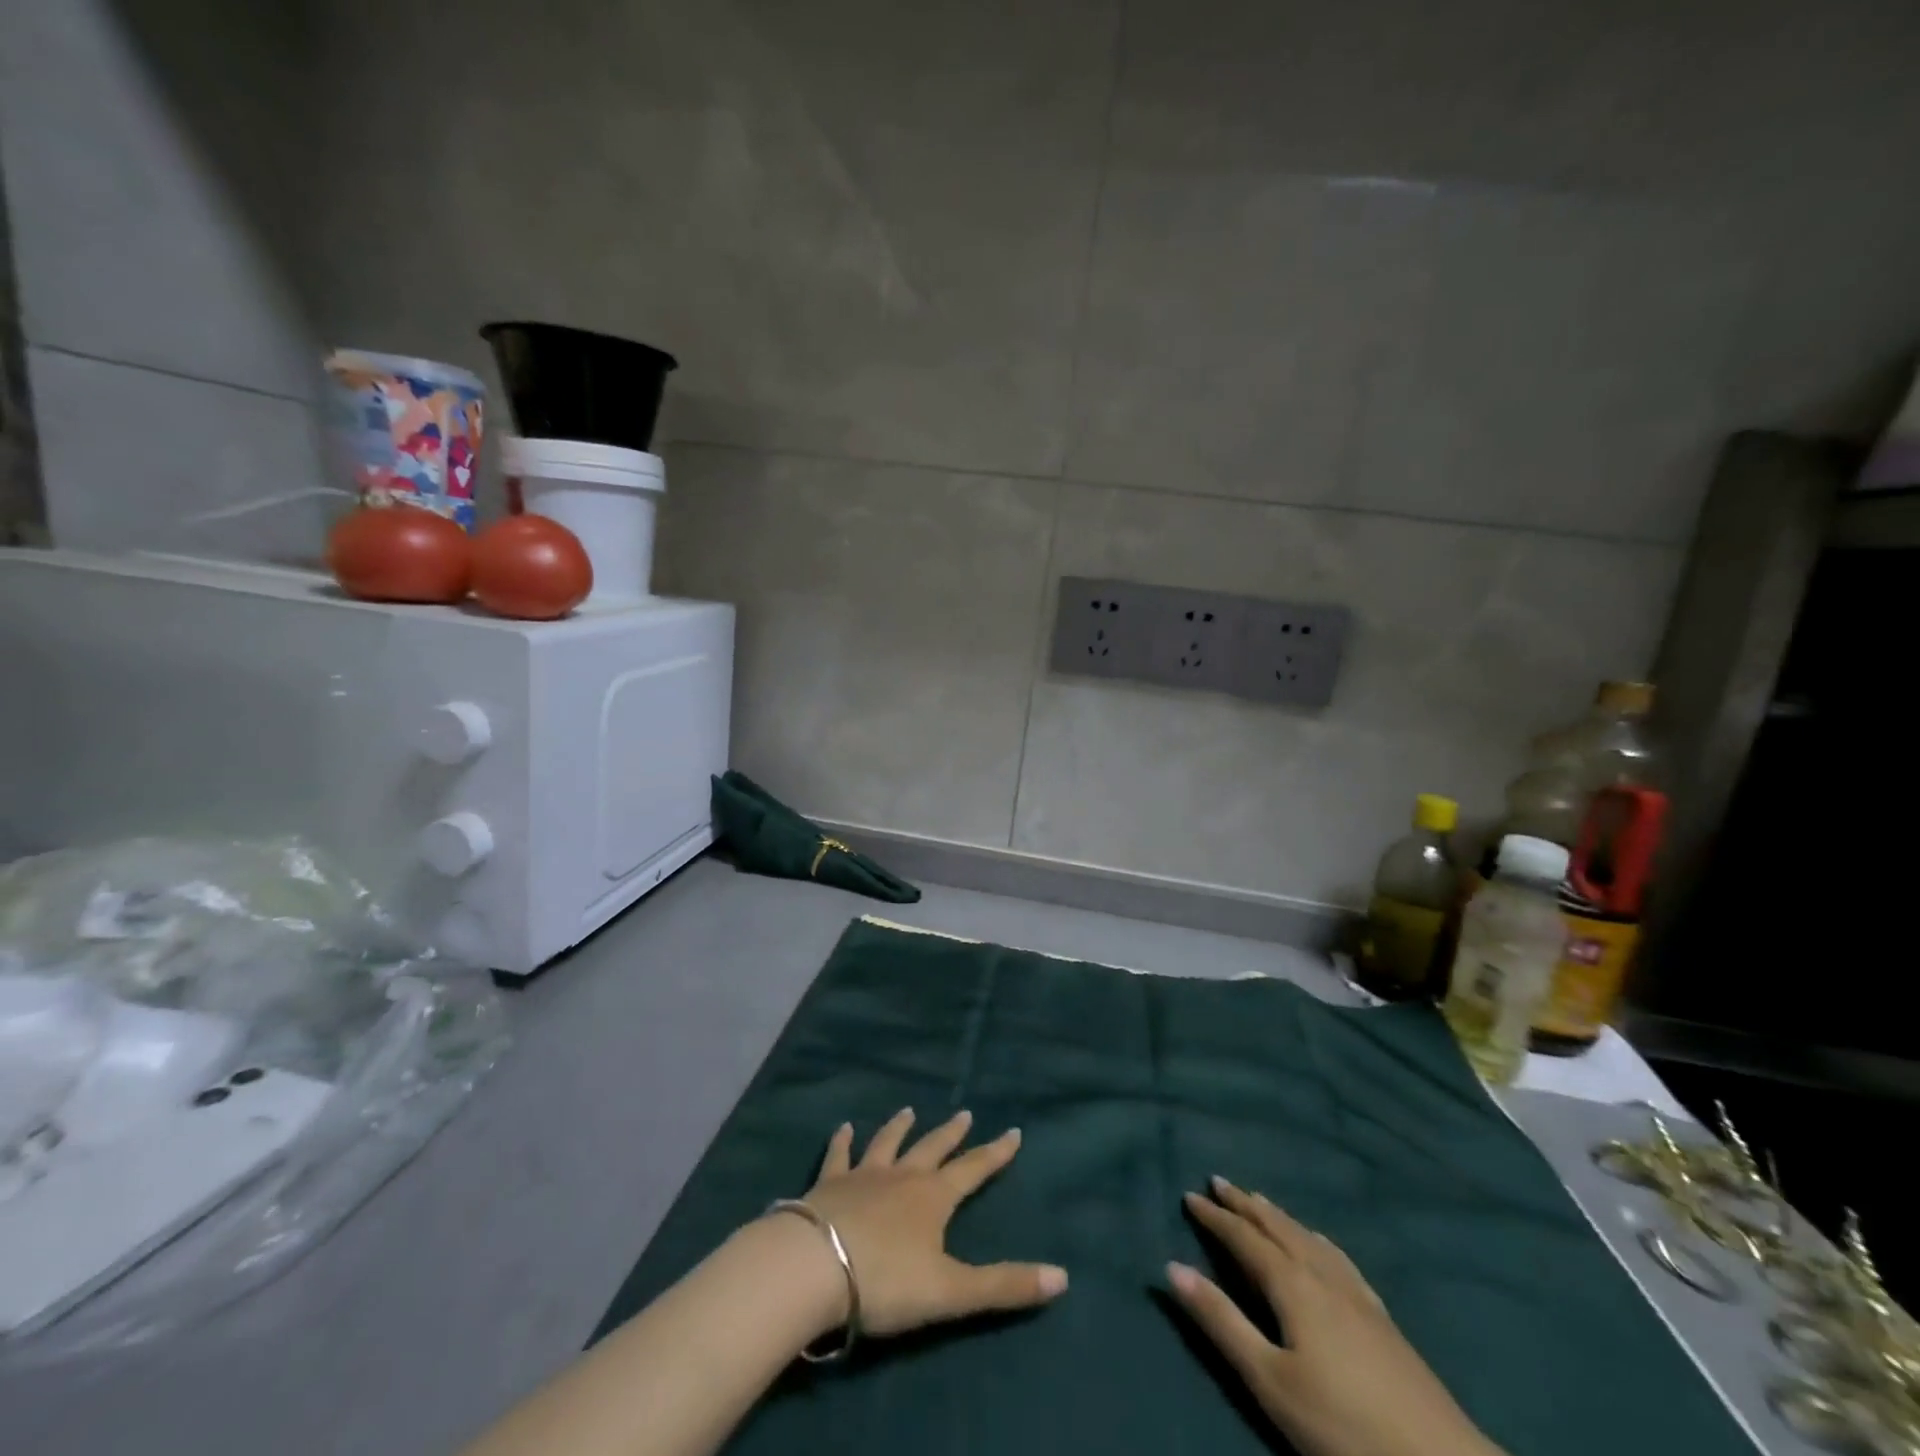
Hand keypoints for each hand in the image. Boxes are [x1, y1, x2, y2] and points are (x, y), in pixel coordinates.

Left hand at [786, 1107, 1068, 1337]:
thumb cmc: (887, 1281)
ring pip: (887, 1143)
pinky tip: (843, 1127)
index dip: (995, 1153)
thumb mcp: (952, 1291)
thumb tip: (1063, 1277)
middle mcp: (902, 1176)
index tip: (1013, 1131)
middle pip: (932, 1148)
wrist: (815, 1267)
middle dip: (951, 1133)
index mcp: (933, 1198)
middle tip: (964, 1113)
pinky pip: (838, 1155)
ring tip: (909, 1110)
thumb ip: (1005, 1285)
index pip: (973, 1169)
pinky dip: (842, 1140)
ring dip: (900, 1127)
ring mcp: (863, 1175)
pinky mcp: (828, 1184)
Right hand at [1170, 1178, 1502, 1455]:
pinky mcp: (1381, 1317)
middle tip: (1219, 1181)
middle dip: (1245, 1204)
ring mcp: (1356, 1294)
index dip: (1215, 1217)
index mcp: (1293, 1285)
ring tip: (1260, 1201)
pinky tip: (1319, 1245)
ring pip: (1307, 1238)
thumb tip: (1171, 1266)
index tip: (1189, 1195)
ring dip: (1278, 1216)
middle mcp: (1322, 1275)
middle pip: (1277, 1228)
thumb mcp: (1269, 1380)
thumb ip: (1221, 1322)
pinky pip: (1337, 1257)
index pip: (1244, 1238)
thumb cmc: (1343, 1425)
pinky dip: (1314, 1239)